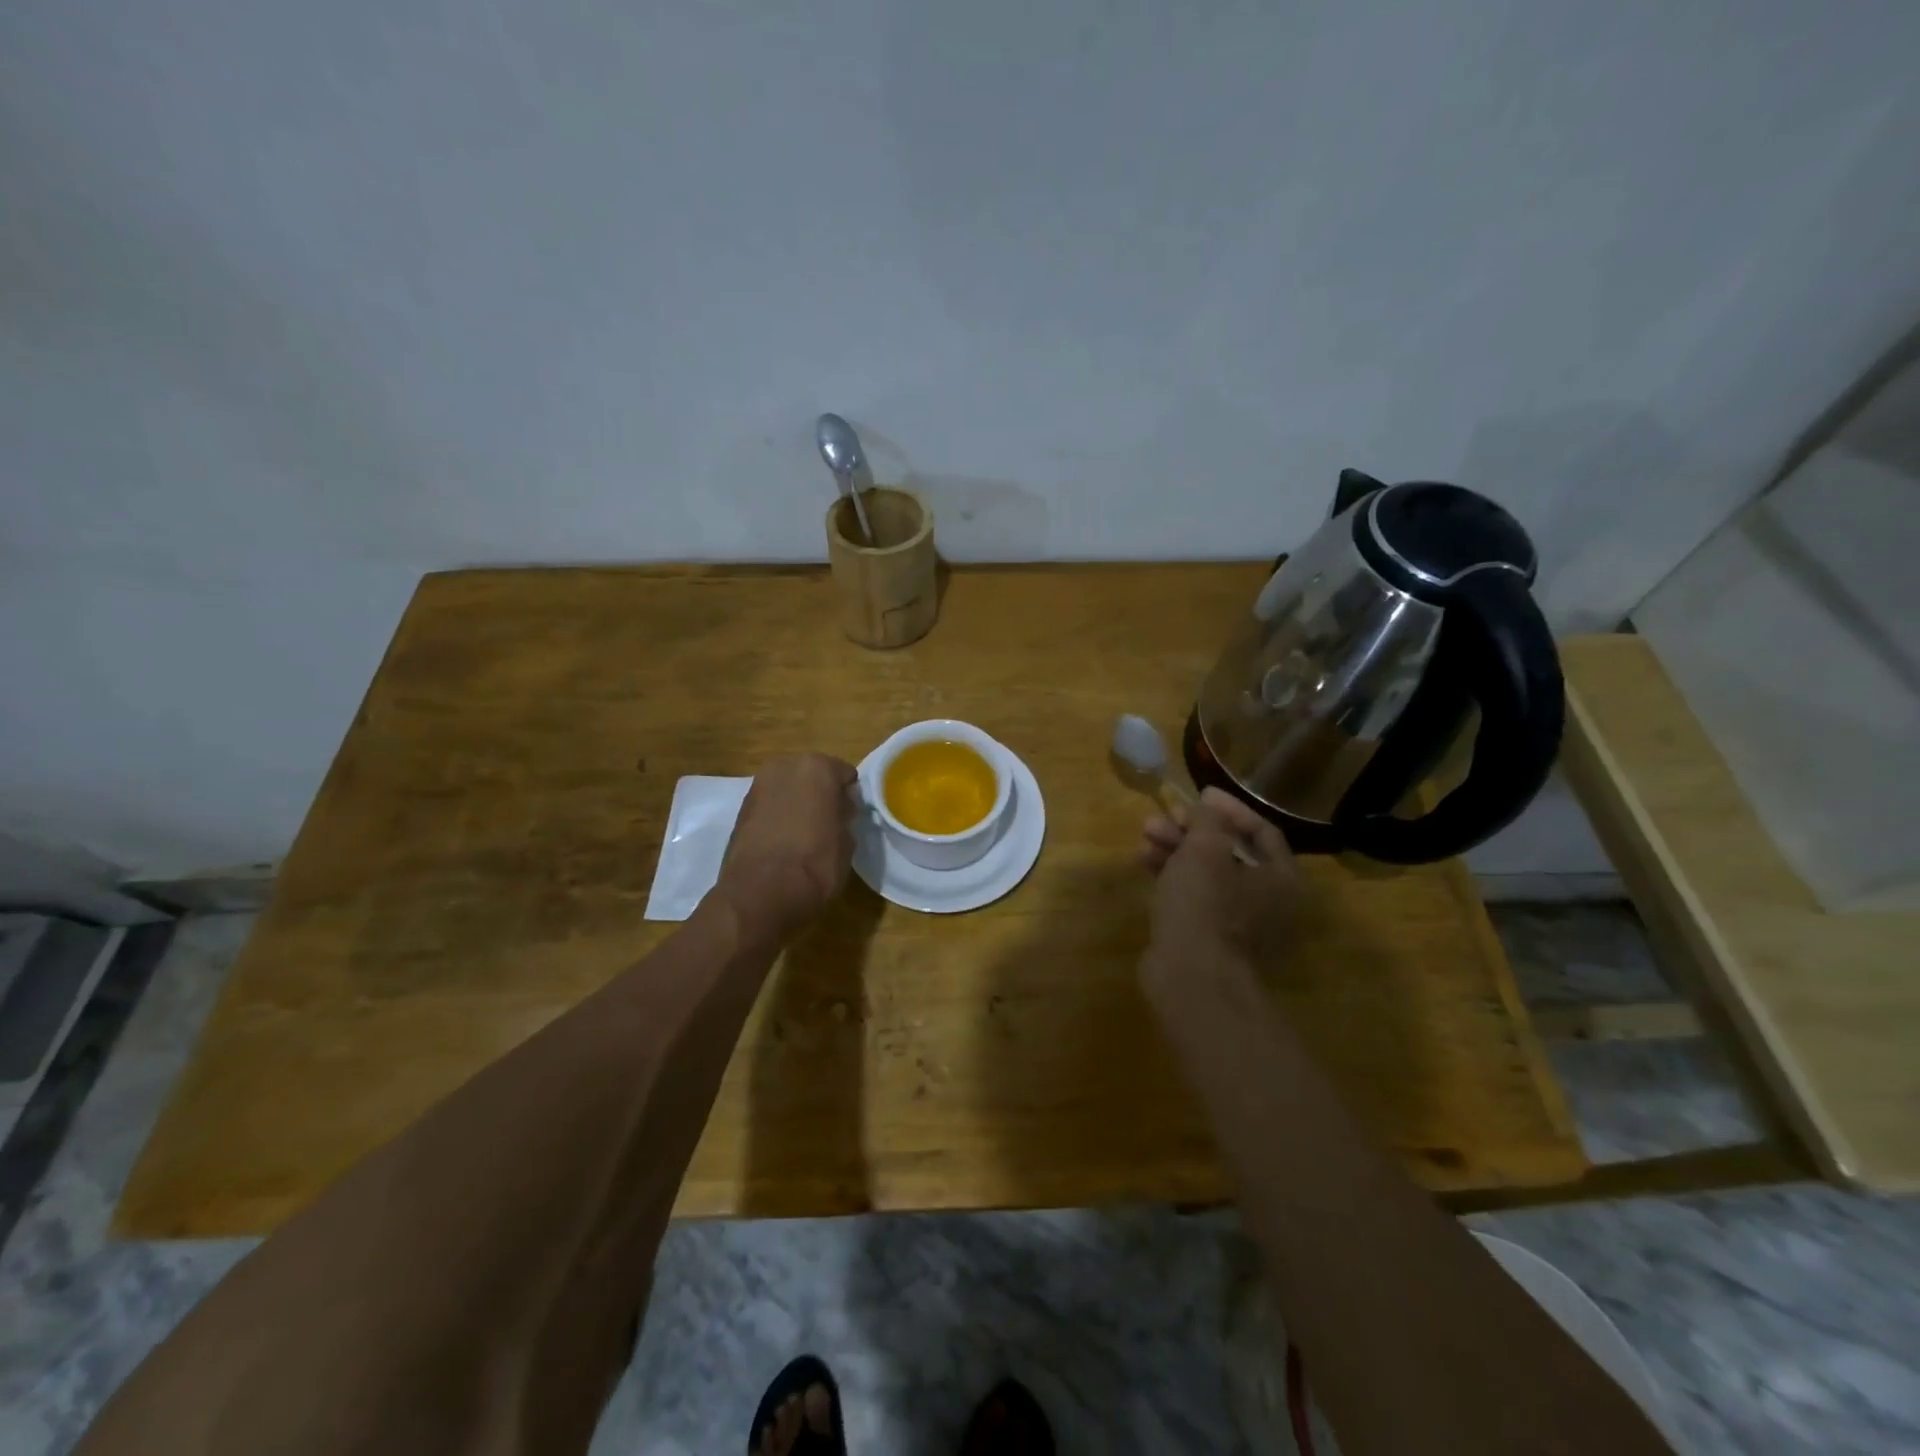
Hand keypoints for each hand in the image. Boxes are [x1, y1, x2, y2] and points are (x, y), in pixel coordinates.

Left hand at [716, 753, 858, 937]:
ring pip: (787, 790)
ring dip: (796, 805)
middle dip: (820, 795)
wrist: (761, 894)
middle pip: (811, 776)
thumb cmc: (816, 864)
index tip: (850, 818)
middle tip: (827, 824)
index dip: (849, 797)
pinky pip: (769, 807)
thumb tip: (840, 809)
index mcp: (817, 767)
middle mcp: (784, 767)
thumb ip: (845, 815)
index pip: (845, 774)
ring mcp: (757, 787)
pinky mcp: (739, 810)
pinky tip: (782, 843)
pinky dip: (777, 817)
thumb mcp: (847, 841)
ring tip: (803, 836)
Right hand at [1139, 788, 1301, 978]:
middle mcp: (1268, 901)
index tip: (1198, 794)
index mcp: (1281, 879)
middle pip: (1229, 852)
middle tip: (1162, 817)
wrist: (1192, 979)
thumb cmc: (1206, 906)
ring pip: (1207, 874)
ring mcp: (1239, 924)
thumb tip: (1207, 808)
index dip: (1228, 808)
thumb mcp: (1205, 849)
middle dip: (1192, 830)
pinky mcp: (1210, 939)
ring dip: (1177, 850)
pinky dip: (1172, 877)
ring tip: (1144, 836)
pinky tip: (1144, 863)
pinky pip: (1194, 897)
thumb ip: (1208, 820)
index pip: (1261, 830)